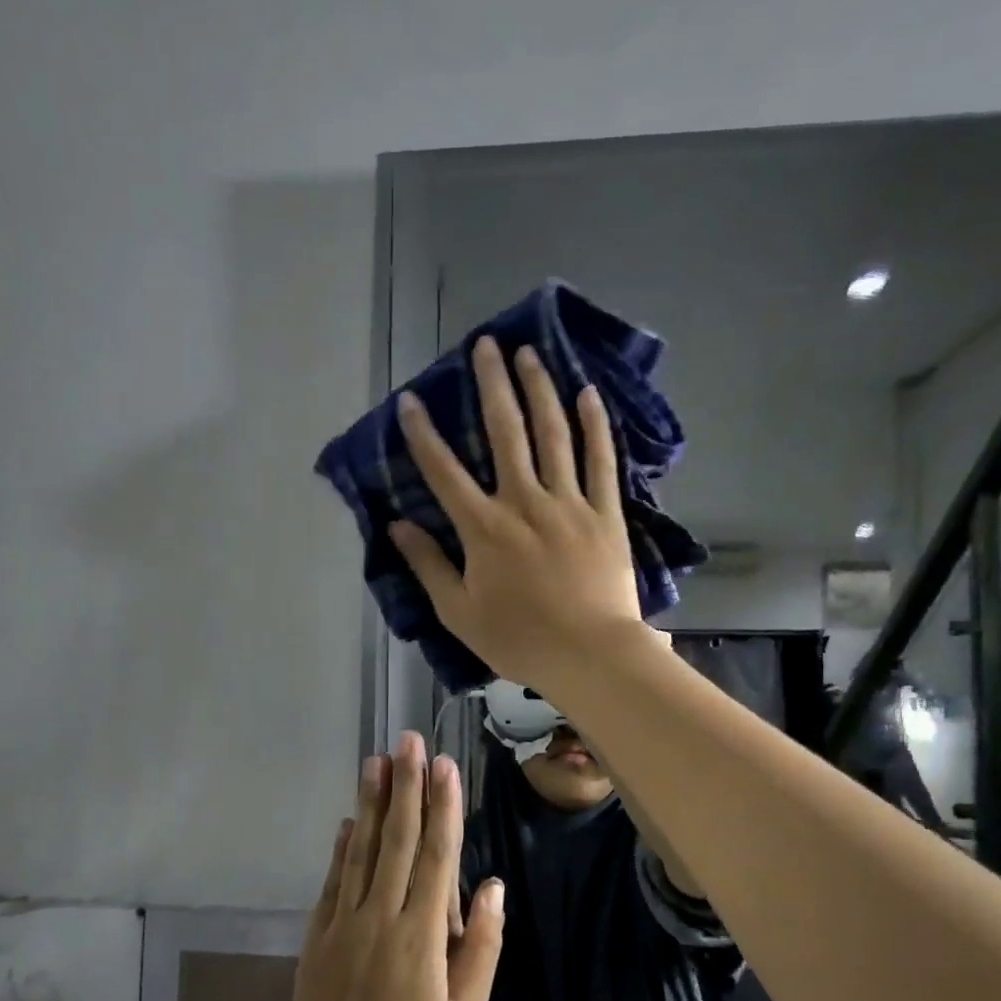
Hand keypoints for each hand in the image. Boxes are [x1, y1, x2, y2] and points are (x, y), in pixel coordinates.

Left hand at [282, 732, 504, 1000]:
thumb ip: (480, 948)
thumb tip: (491, 887)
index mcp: (420, 936)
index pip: (435, 856)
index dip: (442, 807)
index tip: (444, 765)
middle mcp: (379, 917)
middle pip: (395, 839)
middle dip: (404, 786)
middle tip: (407, 740)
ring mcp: (342, 924)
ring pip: (359, 850)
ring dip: (369, 802)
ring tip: (375, 761)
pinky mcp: (316, 937)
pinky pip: (332, 880)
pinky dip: (340, 847)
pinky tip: (346, 821)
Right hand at [390, 336, 643, 692]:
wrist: (590, 655)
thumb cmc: (519, 640)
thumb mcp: (459, 612)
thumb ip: (428, 565)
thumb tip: (396, 525)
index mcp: (484, 528)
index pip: (444, 471)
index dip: (423, 434)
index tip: (411, 401)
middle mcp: (524, 502)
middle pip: (504, 432)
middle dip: (491, 385)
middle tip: (485, 345)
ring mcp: (569, 503)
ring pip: (553, 434)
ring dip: (539, 389)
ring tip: (530, 353)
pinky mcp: (605, 513)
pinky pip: (600, 460)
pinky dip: (594, 425)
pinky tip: (588, 394)